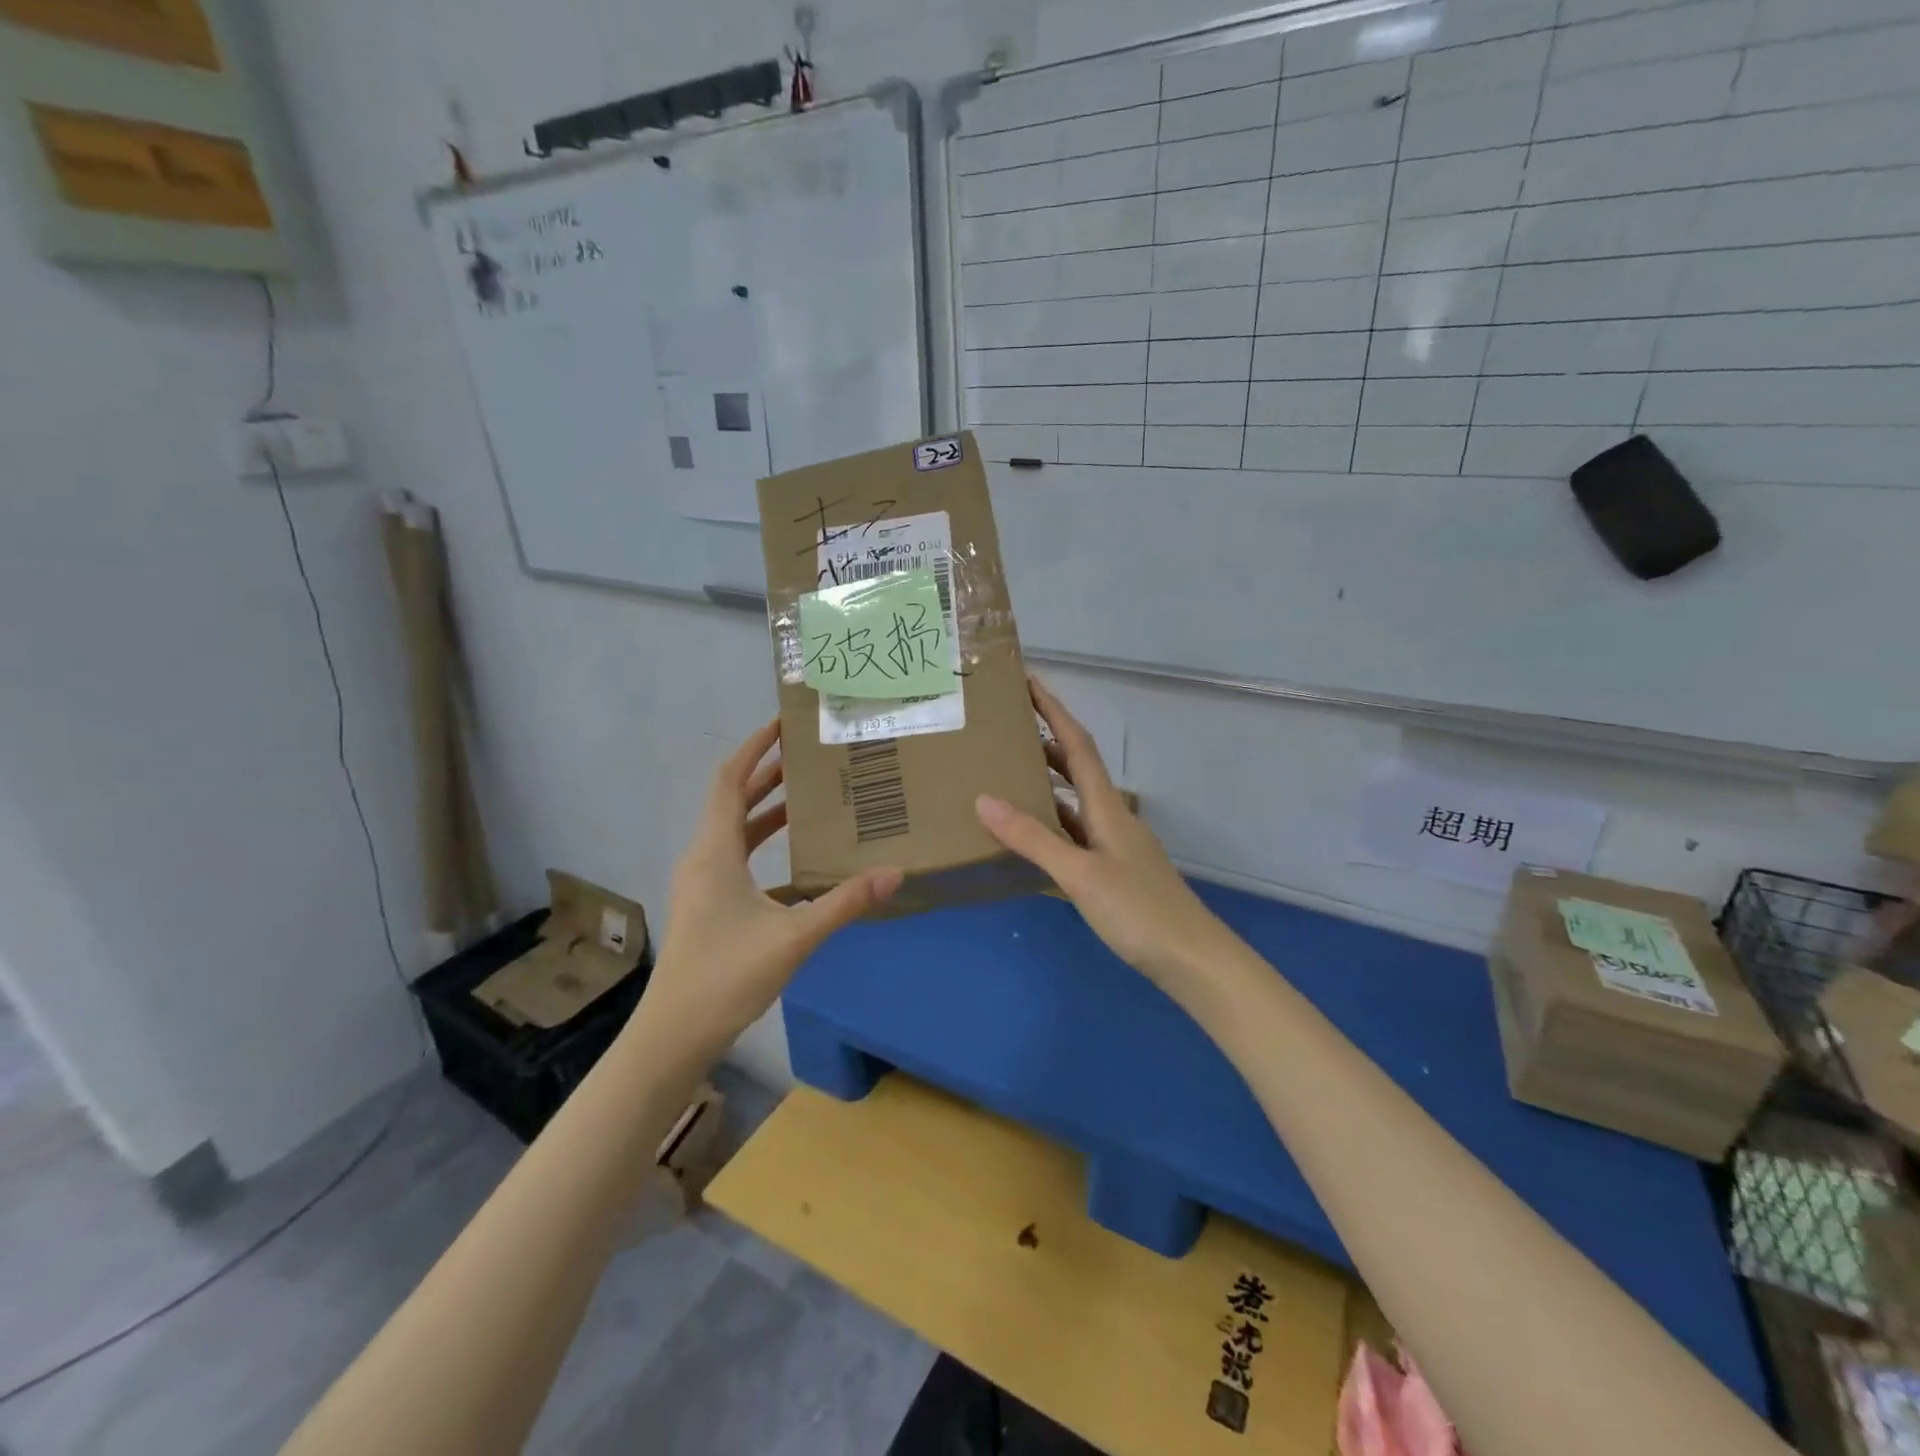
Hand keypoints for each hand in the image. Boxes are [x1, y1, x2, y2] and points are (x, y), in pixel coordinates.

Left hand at [646, 720, 902, 1054]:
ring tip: (806, 794)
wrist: (674, 1034)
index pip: (729, 781)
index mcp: (715, 852)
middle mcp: (703, 857)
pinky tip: (794, 857)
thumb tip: (894, 873)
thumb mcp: (794, 937)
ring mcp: (701, 882)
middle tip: (807, 755)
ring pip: (733, 829)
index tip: (781, 724)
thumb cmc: (727, 976)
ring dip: (765, 808)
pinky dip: (761, 842)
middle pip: (731, 799)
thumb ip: (844, 902)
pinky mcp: (706, 904)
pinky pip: (734, 856)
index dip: (752, 748)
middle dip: (766, 773)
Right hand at [975, 677, 1229, 992]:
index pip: (1078, 745)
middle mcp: (1112, 816)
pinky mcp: (1114, 870)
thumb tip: (985, 799)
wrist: (1191, 959)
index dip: (1054, 711)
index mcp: (1107, 806)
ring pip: (1075, 801)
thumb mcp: (1080, 874)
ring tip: (1008, 773)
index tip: (1029, 681)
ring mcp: (1115, 844)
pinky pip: (1076, 833)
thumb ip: (1033, 838)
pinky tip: (1032, 835)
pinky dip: (1052, 823)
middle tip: (1007, 728)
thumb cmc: (1138, 911)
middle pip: (1077, 766)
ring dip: (1047, 782)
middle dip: (1045, 741)